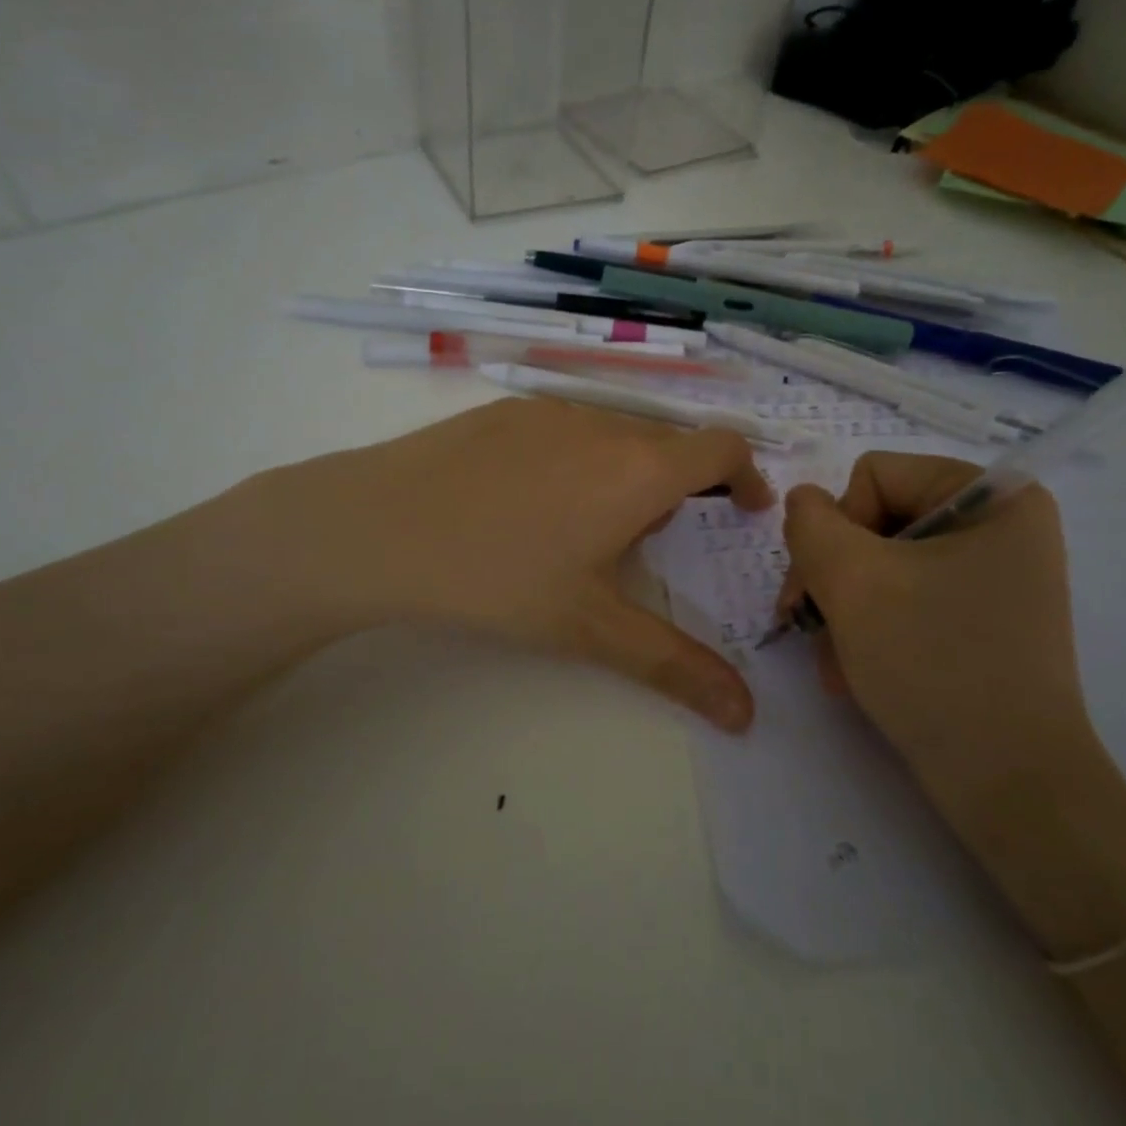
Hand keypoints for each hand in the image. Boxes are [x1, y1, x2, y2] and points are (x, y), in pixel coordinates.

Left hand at [243, 399, 773, 730]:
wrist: (379, 527)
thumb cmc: (498, 578)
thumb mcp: (589, 627)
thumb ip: (673, 666)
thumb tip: (745, 715)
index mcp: (639, 469)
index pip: (723, 446)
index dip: (747, 474)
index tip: (744, 510)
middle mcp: (603, 425)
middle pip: (669, 444)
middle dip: (682, 487)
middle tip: (655, 541)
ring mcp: (550, 410)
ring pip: (615, 435)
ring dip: (627, 472)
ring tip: (588, 527)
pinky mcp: (504, 411)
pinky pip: (565, 428)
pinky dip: (578, 458)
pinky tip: (529, 503)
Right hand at [778, 454, 1100, 829]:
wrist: (1007, 785)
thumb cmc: (934, 663)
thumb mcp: (853, 581)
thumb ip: (810, 524)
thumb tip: (803, 503)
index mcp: (994, 498)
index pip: (876, 475)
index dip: (839, 527)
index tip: (831, 586)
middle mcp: (999, 528)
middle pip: (875, 521)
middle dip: (834, 577)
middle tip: (809, 626)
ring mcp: (989, 578)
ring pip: (880, 565)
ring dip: (843, 610)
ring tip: (834, 661)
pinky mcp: (977, 621)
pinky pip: (903, 601)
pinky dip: (868, 631)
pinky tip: (854, 673)